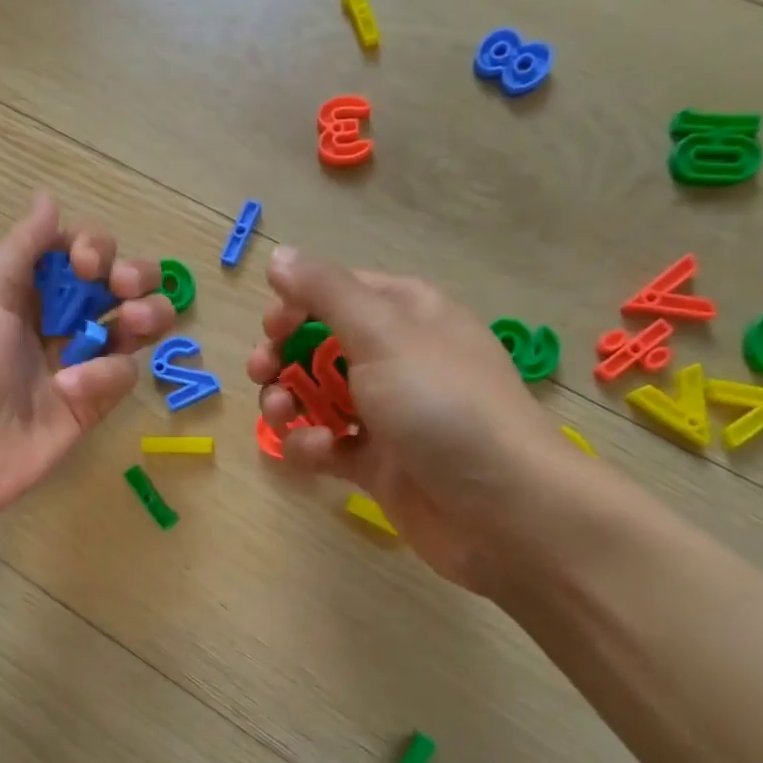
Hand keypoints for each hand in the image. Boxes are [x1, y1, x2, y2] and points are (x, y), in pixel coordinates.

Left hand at [0, 193, 174, 530]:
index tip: (85, 264)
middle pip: (118, 284)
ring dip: (147, 314)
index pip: (80, 252)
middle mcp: (57, 320)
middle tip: (123, 287)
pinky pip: (121, 376)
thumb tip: (48, 196)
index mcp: (26, 289)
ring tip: (135, 321)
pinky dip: (106, 374)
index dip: (95, 248)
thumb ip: (22, 247)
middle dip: (134, 275)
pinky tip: (72, 386)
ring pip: (135, 327)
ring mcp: (79, 362)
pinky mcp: (92, 404)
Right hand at [247, 247, 574, 591]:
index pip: (338, 293)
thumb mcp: (382, 333)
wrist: (500, 508)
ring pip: (315, 397)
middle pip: (318, 345)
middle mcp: (396, 358)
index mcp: (406, 314)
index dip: (297, 305)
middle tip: (262, 373)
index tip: (271, 328)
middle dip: (282, 357)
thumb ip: (325, 292)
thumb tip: (278, 255)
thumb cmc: (442, 404)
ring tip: (282, 416)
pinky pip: (326, 444)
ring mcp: (385, 413)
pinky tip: (320, 453)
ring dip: (287, 403)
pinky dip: (312, 446)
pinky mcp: (375, 462)